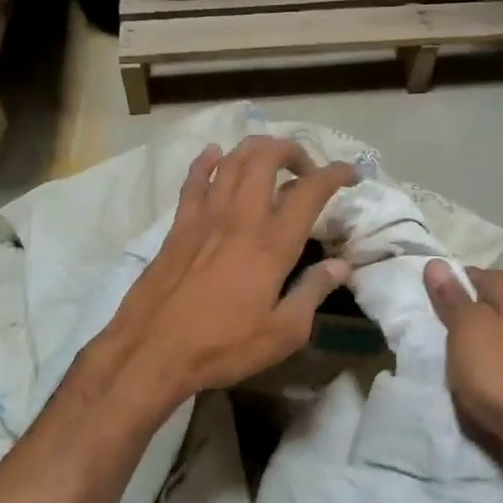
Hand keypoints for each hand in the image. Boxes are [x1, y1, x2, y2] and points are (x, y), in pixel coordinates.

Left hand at [94, 136, 357, 405]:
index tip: (351, 175)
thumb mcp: (282, 333)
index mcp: (272, 244)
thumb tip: (342, 266)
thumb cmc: (222, 347)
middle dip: (293, 151)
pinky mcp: (178, 226)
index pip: (310, 190)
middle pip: (267, 158)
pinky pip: (194, 180)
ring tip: (272, 162)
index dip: (335, 174)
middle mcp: (240, 218)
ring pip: (232, 160)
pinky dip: (207, 161)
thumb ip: (313, 292)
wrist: (151, 351)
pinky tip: (214, 154)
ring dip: (256, 150)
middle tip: (306, 170)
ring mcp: (205, 217)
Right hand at [424, 263, 502, 451]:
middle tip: (431, 334)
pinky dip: (484, 363)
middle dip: (458, 317)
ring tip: (446, 359)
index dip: (445, 290)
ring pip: (490, 331)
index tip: (425, 310)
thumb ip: (451, 296)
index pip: (469, 275)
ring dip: (470, 343)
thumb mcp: (465, 327)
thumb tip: (436, 263)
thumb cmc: (498, 369)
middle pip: (481, 303)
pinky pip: (498, 355)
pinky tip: (470, 377)